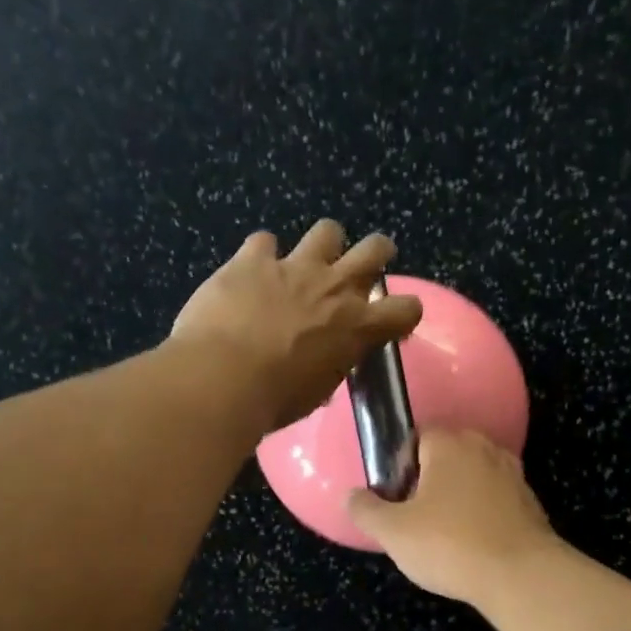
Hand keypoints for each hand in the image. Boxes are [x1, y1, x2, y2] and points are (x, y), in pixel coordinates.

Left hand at [172, 221, 421, 431]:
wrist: (223, 378)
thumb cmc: (274, 399)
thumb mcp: (316, 391)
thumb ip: (330, 365)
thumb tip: (326, 361)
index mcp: (357, 326)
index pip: (407, 309)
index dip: (403, 313)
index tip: (390, 321)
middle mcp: (334, 287)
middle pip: (375, 249)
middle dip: (376, 253)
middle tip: (365, 266)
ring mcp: (295, 267)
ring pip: (328, 231)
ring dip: (324, 244)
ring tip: (309, 261)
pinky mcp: (253, 259)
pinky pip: (264, 241)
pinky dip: (261, 255)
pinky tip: (250, 271)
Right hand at [347, 429, 557, 603]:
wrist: (521, 576)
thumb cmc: (450, 545)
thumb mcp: (393, 532)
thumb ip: (366, 510)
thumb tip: (351, 496)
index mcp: (449, 444)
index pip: (417, 435)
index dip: (399, 463)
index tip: (394, 496)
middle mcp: (484, 448)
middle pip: (446, 455)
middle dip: (428, 479)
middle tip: (413, 516)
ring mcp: (512, 474)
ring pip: (472, 477)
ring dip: (456, 497)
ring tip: (442, 533)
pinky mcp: (530, 502)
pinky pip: (494, 499)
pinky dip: (481, 514)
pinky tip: (471, 544)